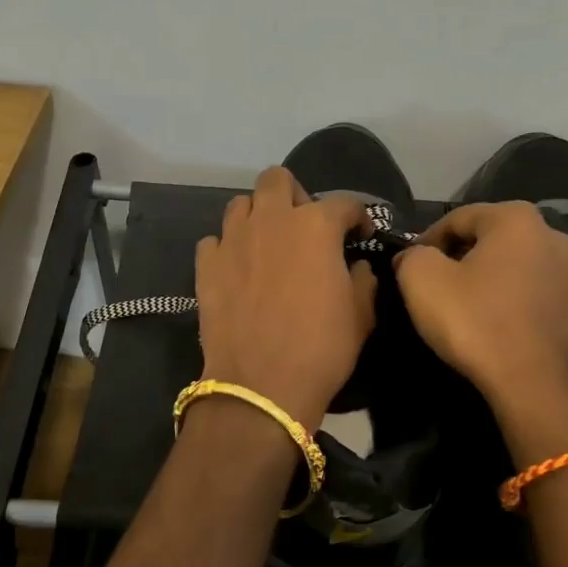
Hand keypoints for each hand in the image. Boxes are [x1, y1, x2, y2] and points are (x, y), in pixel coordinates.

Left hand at [194, 168, 375, 429]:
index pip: (343, 202)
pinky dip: (227, 248)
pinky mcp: (205, 265)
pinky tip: (237, 269)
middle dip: (295, 196)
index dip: (357, 216)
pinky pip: (214, 240)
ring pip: (241, 204)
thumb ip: (362, 280)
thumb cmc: (321, 349)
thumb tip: (355, 267)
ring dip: (257, 216)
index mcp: (315, 226)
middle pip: (277, 180)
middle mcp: (270, 221)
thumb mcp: (360, 315)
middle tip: (304, 227)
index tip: (360, 233)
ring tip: (267, 244)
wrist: (261, 386)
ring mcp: (232, 240)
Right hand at [392, 201, 567, 406]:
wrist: (537, 387)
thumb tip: (415, 256)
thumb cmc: (476, 323)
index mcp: (517, 218)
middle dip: (462, 258)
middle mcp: (555, 236)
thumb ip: (412, 255)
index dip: (426, 240)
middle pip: (492, 239)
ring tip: (468, 308)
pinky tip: (498, 326)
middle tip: (436, 286)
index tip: (409, 267)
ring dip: (491, 279)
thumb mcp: (421, 280)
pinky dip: (515, 303)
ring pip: (518, 267)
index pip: (457, 218)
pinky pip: (537, 295)